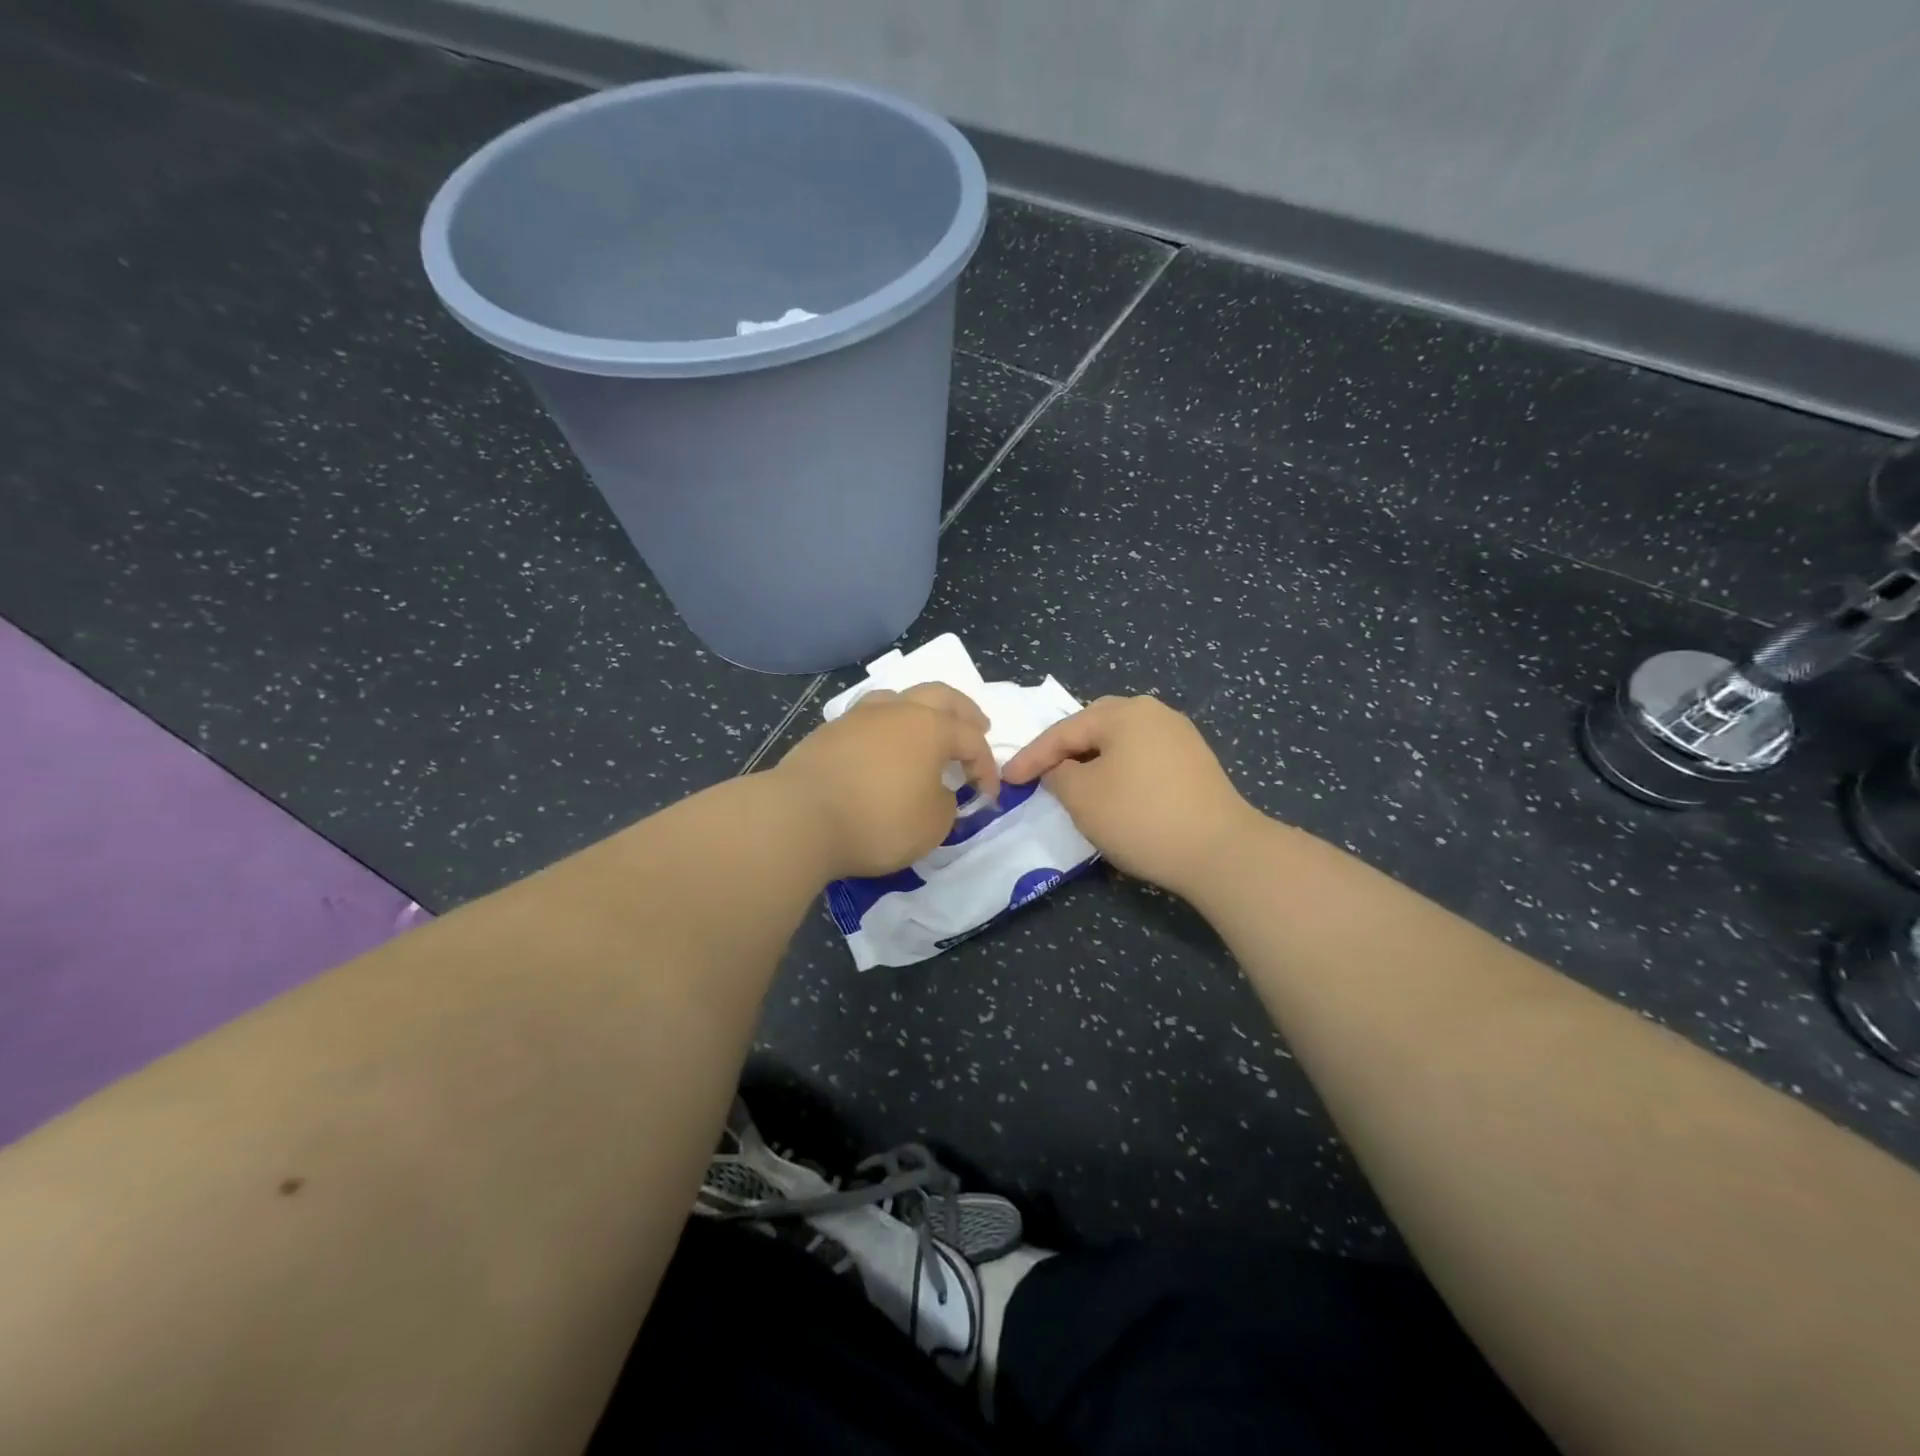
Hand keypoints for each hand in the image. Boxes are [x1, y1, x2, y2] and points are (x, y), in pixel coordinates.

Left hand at [772, 683, 999, 879]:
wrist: (799, 817)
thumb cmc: (878, 820)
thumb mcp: (932, 825)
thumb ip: (946, 804)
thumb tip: (937, 792)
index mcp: (931, 727)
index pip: (972, 740)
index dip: (988, 767)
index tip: (989, 796)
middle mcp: (897, 710)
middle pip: (940, 696)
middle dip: (964, 711)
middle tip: (978, 726)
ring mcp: (859, 717)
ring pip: (899, 698)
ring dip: (921, 709)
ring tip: (927, 727)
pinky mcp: (829, 732)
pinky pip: (869, 718)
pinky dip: (887, 727)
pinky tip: (884, 745)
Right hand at [1002, 695, 1258, 898]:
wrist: (1220, 851)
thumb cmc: (1141, 817)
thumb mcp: (1083, 797)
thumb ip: (1058, 775)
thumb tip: (1059, 769)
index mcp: (1124, 712)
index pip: (1064, 731)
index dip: (1031, 757)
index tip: (1007, 780)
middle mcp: (1154, 713)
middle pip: (1094, 726)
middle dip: (1064, 750)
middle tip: (1039, 773)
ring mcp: (1180, 736)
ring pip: (1121, 742)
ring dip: (1092, 761)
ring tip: (1072, 783)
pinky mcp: (1195, 763)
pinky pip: (1143, 757)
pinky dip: (1119, 771)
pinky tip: (1113, 792)